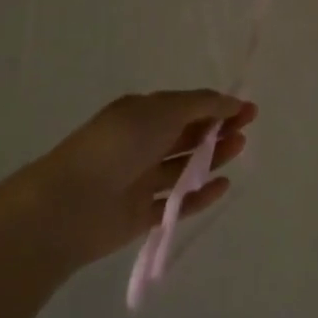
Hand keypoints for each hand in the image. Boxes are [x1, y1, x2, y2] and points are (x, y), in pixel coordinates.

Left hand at [9, 91, 256, 273]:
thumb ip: (200, 105)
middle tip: (246, 128)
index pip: (185, 106)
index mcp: (140, 114)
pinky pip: (177, 203)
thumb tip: (232, 102)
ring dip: (212, 157)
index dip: (216, 106)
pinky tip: (222, 186)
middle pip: (186, 135)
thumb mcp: (161, 111)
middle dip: (217, 129)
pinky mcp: (141, 215)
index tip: (247, 109)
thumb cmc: (117, 146)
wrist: (70, 204)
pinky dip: (200, 195)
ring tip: (239, 149)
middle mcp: (140, 144)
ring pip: (184, 167)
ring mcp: (140, 180)